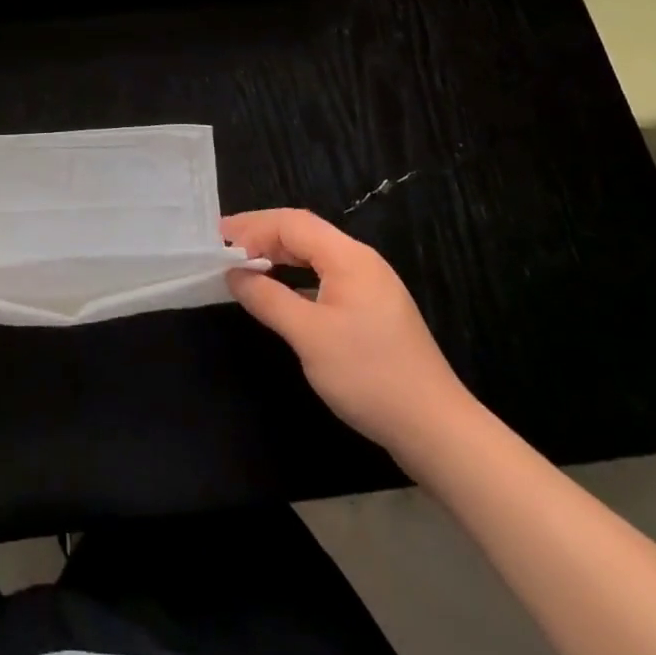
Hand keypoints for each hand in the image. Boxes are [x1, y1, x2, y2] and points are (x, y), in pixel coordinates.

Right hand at [223, 208, 470, 457]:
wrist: (438, 431)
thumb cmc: (369, 375)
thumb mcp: (309, 336)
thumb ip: (267, 299)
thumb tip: (233, 274)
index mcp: (348, 257)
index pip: (292, 223)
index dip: (252, 226)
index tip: (218, 239)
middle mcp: (361, 262)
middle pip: (304, 233)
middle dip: (262, 236)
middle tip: (225, 248)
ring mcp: (371, 287)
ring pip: (315, 255)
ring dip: (279, 256)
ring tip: (245, 265)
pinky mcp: (374, 312)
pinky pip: (326, 277)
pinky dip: (297, 277)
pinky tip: (281, 293)